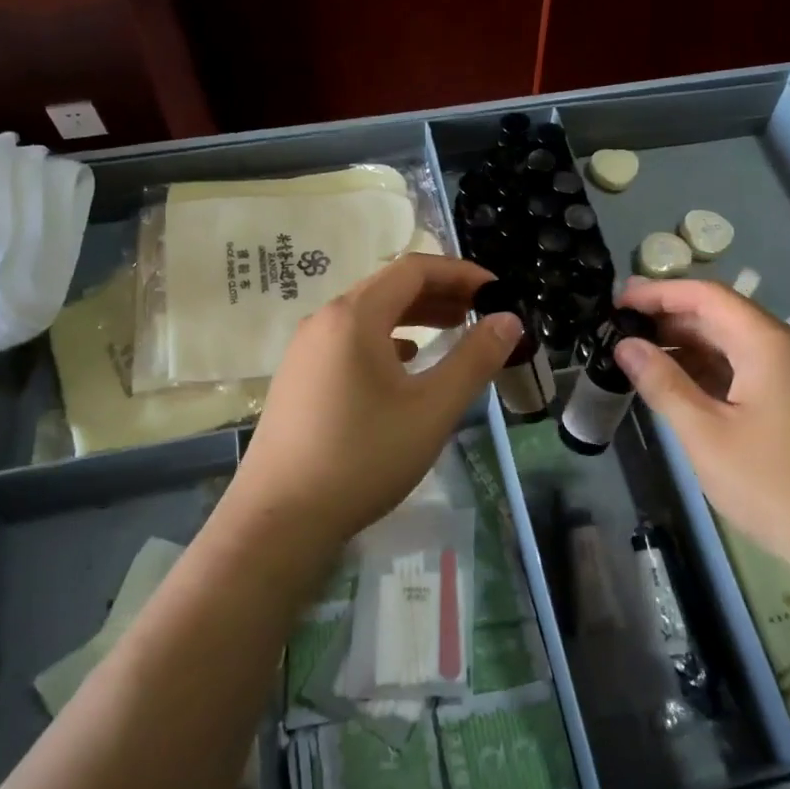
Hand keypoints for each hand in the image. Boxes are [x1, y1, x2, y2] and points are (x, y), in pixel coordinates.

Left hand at [221, 255, 523, 553]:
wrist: (279, 518)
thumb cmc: (363, 457)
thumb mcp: (432, 409)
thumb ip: (475, 359)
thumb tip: (509, 320)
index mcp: (354, 316)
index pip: (413, 270)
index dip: (459, 272)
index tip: (496, 290)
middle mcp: (324, 321)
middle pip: (388, 288)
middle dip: (439, 293)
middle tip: (480, 310)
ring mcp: (304, 351)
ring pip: (367, 316)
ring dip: (413, 316)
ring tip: (451, 330)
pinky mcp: (298, 379)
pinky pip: (349, 342)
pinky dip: (385, 340)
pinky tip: (404, 364)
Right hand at [613, 277, 789, 581]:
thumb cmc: (773, 485)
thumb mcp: (706, 434)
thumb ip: (663, 384)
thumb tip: (626, 345)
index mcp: (768, 344)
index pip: (707, 296)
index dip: (659, 293)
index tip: (618, 302)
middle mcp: (788, 350)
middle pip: (722, 317)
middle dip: (670, 320)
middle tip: (621, 333)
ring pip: (736, 347)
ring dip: (690, 349)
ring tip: (642, 360)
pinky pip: (750, 372)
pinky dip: (712, 373)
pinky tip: (683, 390)